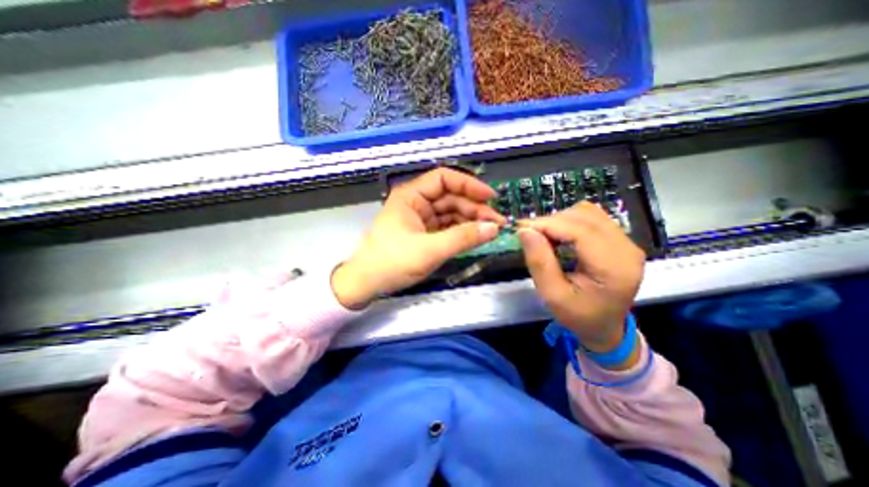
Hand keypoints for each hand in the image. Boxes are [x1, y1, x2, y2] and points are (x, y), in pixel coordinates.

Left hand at [333, 170, 511, 308]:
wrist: (366, 284)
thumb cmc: (391, 262)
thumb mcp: (429, 250)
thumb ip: (463, 238)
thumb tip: (493, 228)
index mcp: (411, 196)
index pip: (444, 179)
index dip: (469, 184)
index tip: (491, 197)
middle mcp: (417, 203)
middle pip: (451, 197)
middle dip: (474, 208)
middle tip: (496, 222)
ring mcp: (421, 219)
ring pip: (451, 213)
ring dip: (471, 221)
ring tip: (491, 231)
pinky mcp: (424, 234)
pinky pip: (447, 227)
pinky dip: (462, 231)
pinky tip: (475, 236)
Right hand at [514, 200, 643, 356]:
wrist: (605, 328)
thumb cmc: (578, 316)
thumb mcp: (552, 295)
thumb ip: (539, 262)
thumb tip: (525, 231)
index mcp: (614, 268)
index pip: (580, 231)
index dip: (548, 225)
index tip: (522, 229)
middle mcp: (627, 249)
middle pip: (585, 217)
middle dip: (552, 222)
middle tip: (530, 234)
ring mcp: (627, 242)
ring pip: (588, 213)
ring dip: (560, 220)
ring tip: (544, 236)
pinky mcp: (621, 240)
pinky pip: (592, 218)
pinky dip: (569, 221)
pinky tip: (559, 235)